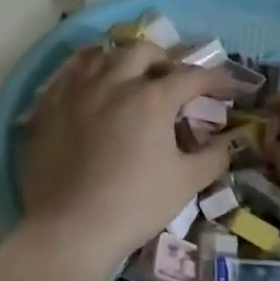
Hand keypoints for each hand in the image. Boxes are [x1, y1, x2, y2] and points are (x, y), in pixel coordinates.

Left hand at [17, 42, 233, 273]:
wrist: (68, 229)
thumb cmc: (133, 206)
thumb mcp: (186, 184)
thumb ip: (213, 157)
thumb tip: (225, 142)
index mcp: (152, 98)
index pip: (193, 76)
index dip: (217, 79)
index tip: (231, 87)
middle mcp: (114, 82)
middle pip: (144, 52)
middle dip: (166, 60)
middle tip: (174, 80)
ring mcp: (76, 90)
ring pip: (103, 54)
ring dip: (124, 60)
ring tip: (131, 77)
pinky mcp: (48, 105)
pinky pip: (69, 72)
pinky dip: (88, 72)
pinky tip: (92, 87)